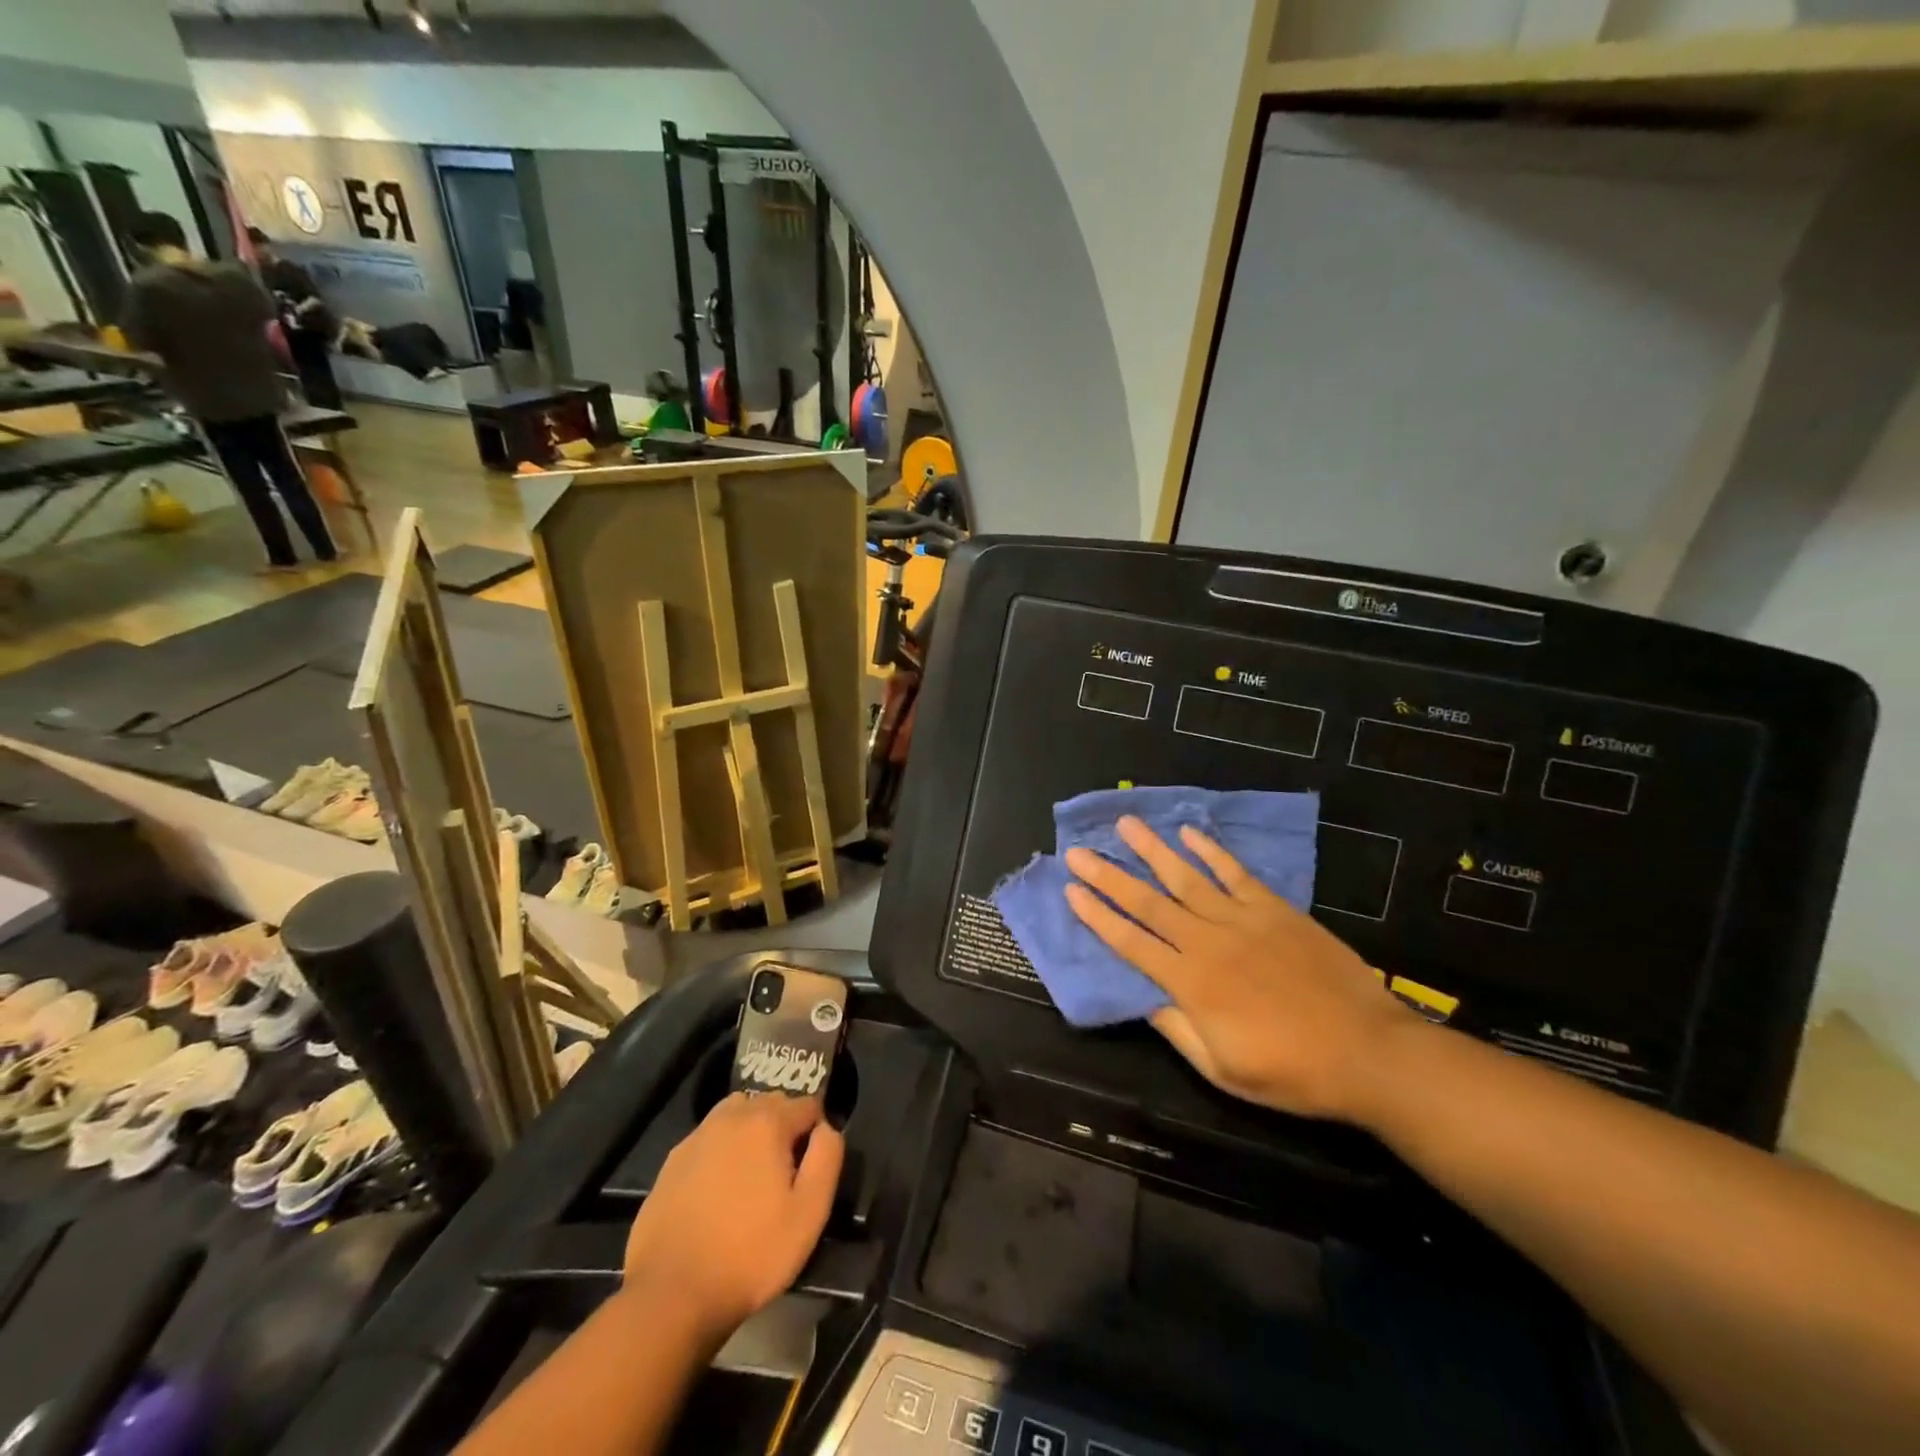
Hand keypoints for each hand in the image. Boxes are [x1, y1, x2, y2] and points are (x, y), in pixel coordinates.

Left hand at [621, 1091, 843, 1339]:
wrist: (671, 1295)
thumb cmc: (750, 1254)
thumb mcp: (809, 1213)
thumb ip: (827, 1158)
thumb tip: (826, 1128)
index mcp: (767, 1123)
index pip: (808, 1104)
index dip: (817, 1131)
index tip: (813, 1167)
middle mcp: (731, 1117)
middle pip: (771, 1103)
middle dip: (784, 1127)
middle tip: (785, 1174)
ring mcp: (697, 1137)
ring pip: (736, 1114)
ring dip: (751, 1131)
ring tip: (752, 1175)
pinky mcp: (672, 1162)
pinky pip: (708, 1139)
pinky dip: (721, 1151)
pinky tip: (718, 1191)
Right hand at [1063, 816, 1415, 1120]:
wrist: (1369, 1052)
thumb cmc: (1292, 1071)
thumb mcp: (1224, 1070)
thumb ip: (1178, 1030)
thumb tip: (1143, 998)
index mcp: (1191, 984)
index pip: (1131, 943)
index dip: (1098, 916)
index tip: (1071, 891)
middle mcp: (1208, 942)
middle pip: (1148, 903)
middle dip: (1109, 876)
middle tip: (1078, 852)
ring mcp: (1243, 920)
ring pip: (1186, 878)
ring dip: (1152, 850)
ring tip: (1126, 824)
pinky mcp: (1275, 910)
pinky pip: (1235, 873)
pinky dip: (1211, 851)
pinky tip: (1189, 833)